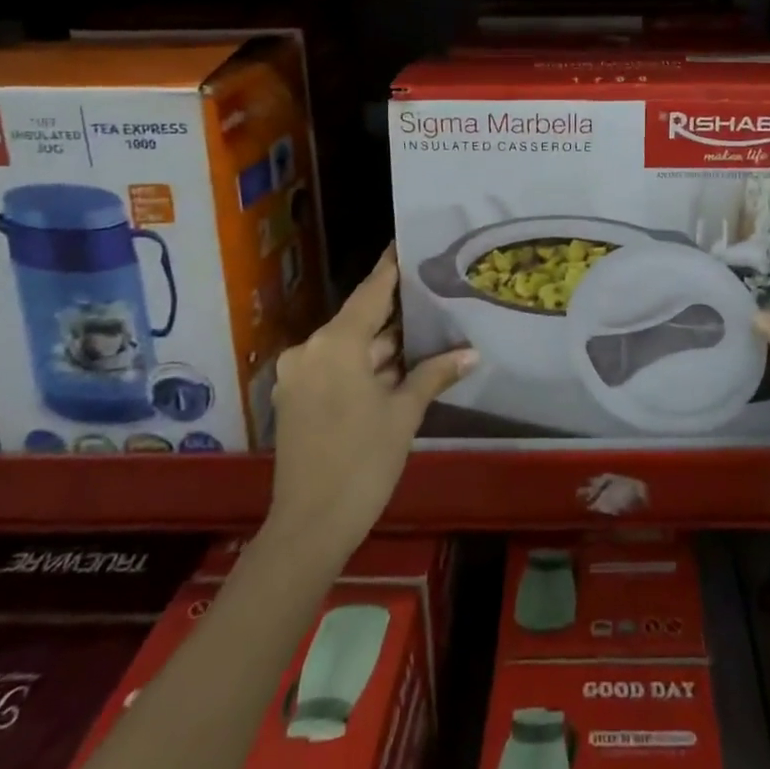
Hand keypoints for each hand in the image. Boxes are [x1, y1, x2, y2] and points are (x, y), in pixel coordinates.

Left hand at [264, 246, 476, 560]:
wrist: (309, 527)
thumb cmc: (362, 461)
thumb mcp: (403, 413)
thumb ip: (434, 374)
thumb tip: (472, 353)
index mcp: (335, 343)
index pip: (371, 292)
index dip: (392, 267)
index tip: (407, 241)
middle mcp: (310, 350)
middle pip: (360, 320)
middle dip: (395, 314)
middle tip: (433, 294)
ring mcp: (299, 377)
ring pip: (349, 348)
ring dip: (382, 346)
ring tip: (425, 330)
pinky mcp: (297, 400)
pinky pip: (336, 369)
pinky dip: (364, 367)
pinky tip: (398, 367)